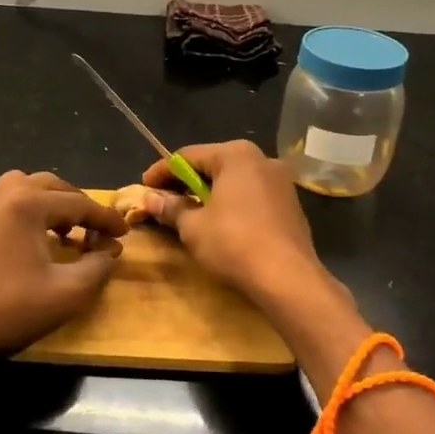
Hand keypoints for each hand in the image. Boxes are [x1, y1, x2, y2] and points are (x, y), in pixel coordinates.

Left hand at [0, 171, 127, 369]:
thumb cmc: (4, 310)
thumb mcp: (64, 294)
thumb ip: (97, 269)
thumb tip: (109, 253)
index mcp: (27, 202)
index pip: (79, 203)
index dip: (105, 219)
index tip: (124, 233)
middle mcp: (2, 192)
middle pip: (53, 186)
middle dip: (79, 206)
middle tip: (96, 231)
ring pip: (25, 188)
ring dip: (51, 204)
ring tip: (64, 231)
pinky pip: (4, 202)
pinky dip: (26, 211)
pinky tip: (30, 239)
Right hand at [141, 142, 367, 391]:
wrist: (288, 278)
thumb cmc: (234, 243)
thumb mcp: (193, 227)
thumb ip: (171, 208)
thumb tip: (152, 199)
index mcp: (236, 155)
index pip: (187, 156)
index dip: (161, 172)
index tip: (144, 187)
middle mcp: (262, 159)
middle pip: (213, 165)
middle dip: (186, 182)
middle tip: (164, 200)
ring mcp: (281, 181)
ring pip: (234, 181)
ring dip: (210, 194)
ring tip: (189, 213)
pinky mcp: (291, 205)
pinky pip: (252, 196)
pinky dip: (232, 204)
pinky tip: (220, 224)